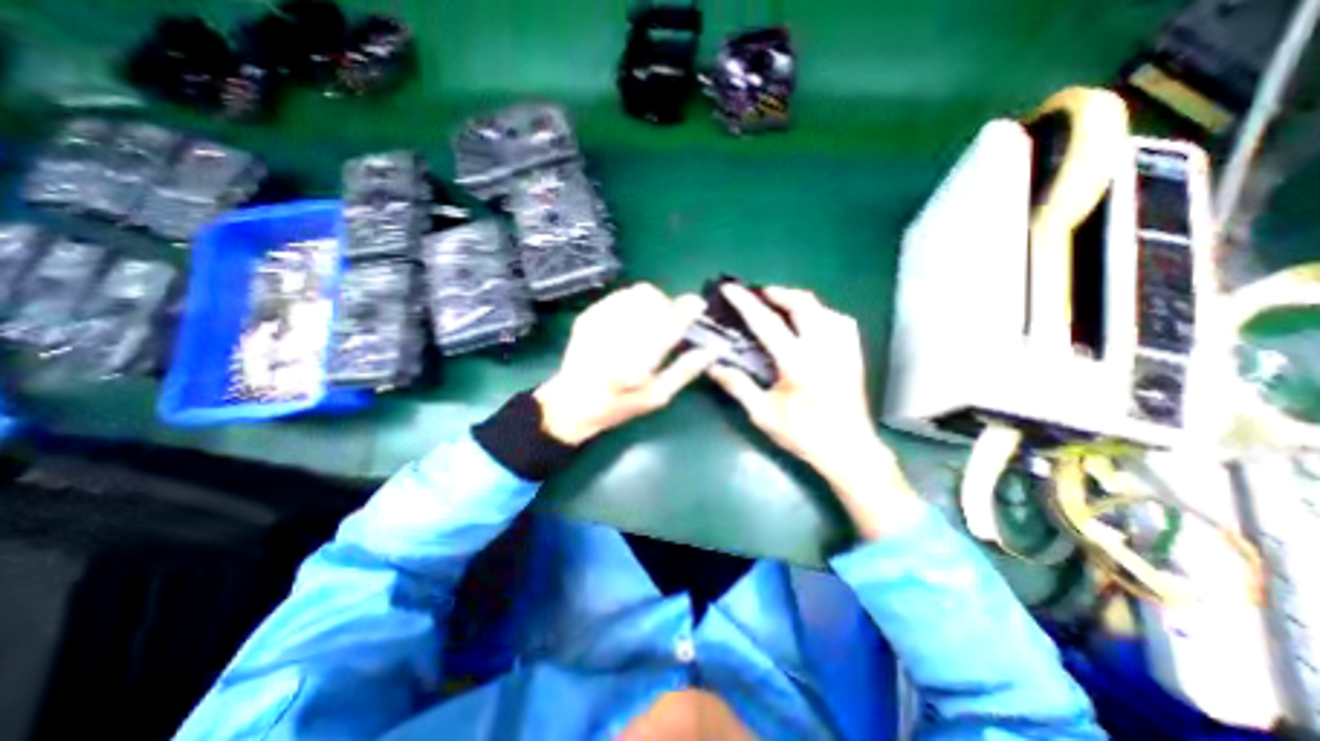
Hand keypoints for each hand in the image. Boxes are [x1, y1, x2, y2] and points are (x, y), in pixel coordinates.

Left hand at [533, 283, 718, 445]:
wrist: (572, 403)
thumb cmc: (618, 406)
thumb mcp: (656, 397)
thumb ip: (684, 371)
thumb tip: (710, 350)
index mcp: (636, 363)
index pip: (669, 324)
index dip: (688, 309)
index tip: (697, 306)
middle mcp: (616, 337)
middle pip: (652, 298)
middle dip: (668, 306)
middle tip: (669, 324)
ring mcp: (598, 323)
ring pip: (636, 293)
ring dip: (652, 303)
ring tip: (650, 323)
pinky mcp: (588, 316)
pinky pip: (619, 295)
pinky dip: (633, 303)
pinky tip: (631, 322)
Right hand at [706, 283, 920, 538]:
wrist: (847, 450)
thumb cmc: (803, 434)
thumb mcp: (763, 414)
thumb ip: (738, 386)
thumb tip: (712, 366)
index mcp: (798, 363)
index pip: (767, 323)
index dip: (746, 303)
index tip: (731, 289)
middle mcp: (824, 349)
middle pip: (804, 305)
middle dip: (779, 293)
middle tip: (759, 295)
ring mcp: (843, 351)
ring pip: (825, 309)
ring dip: (801, 301)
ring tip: (784, 304)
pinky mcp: (854, 356)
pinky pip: (842, 322)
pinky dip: (824, 314)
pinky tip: (815, 321)